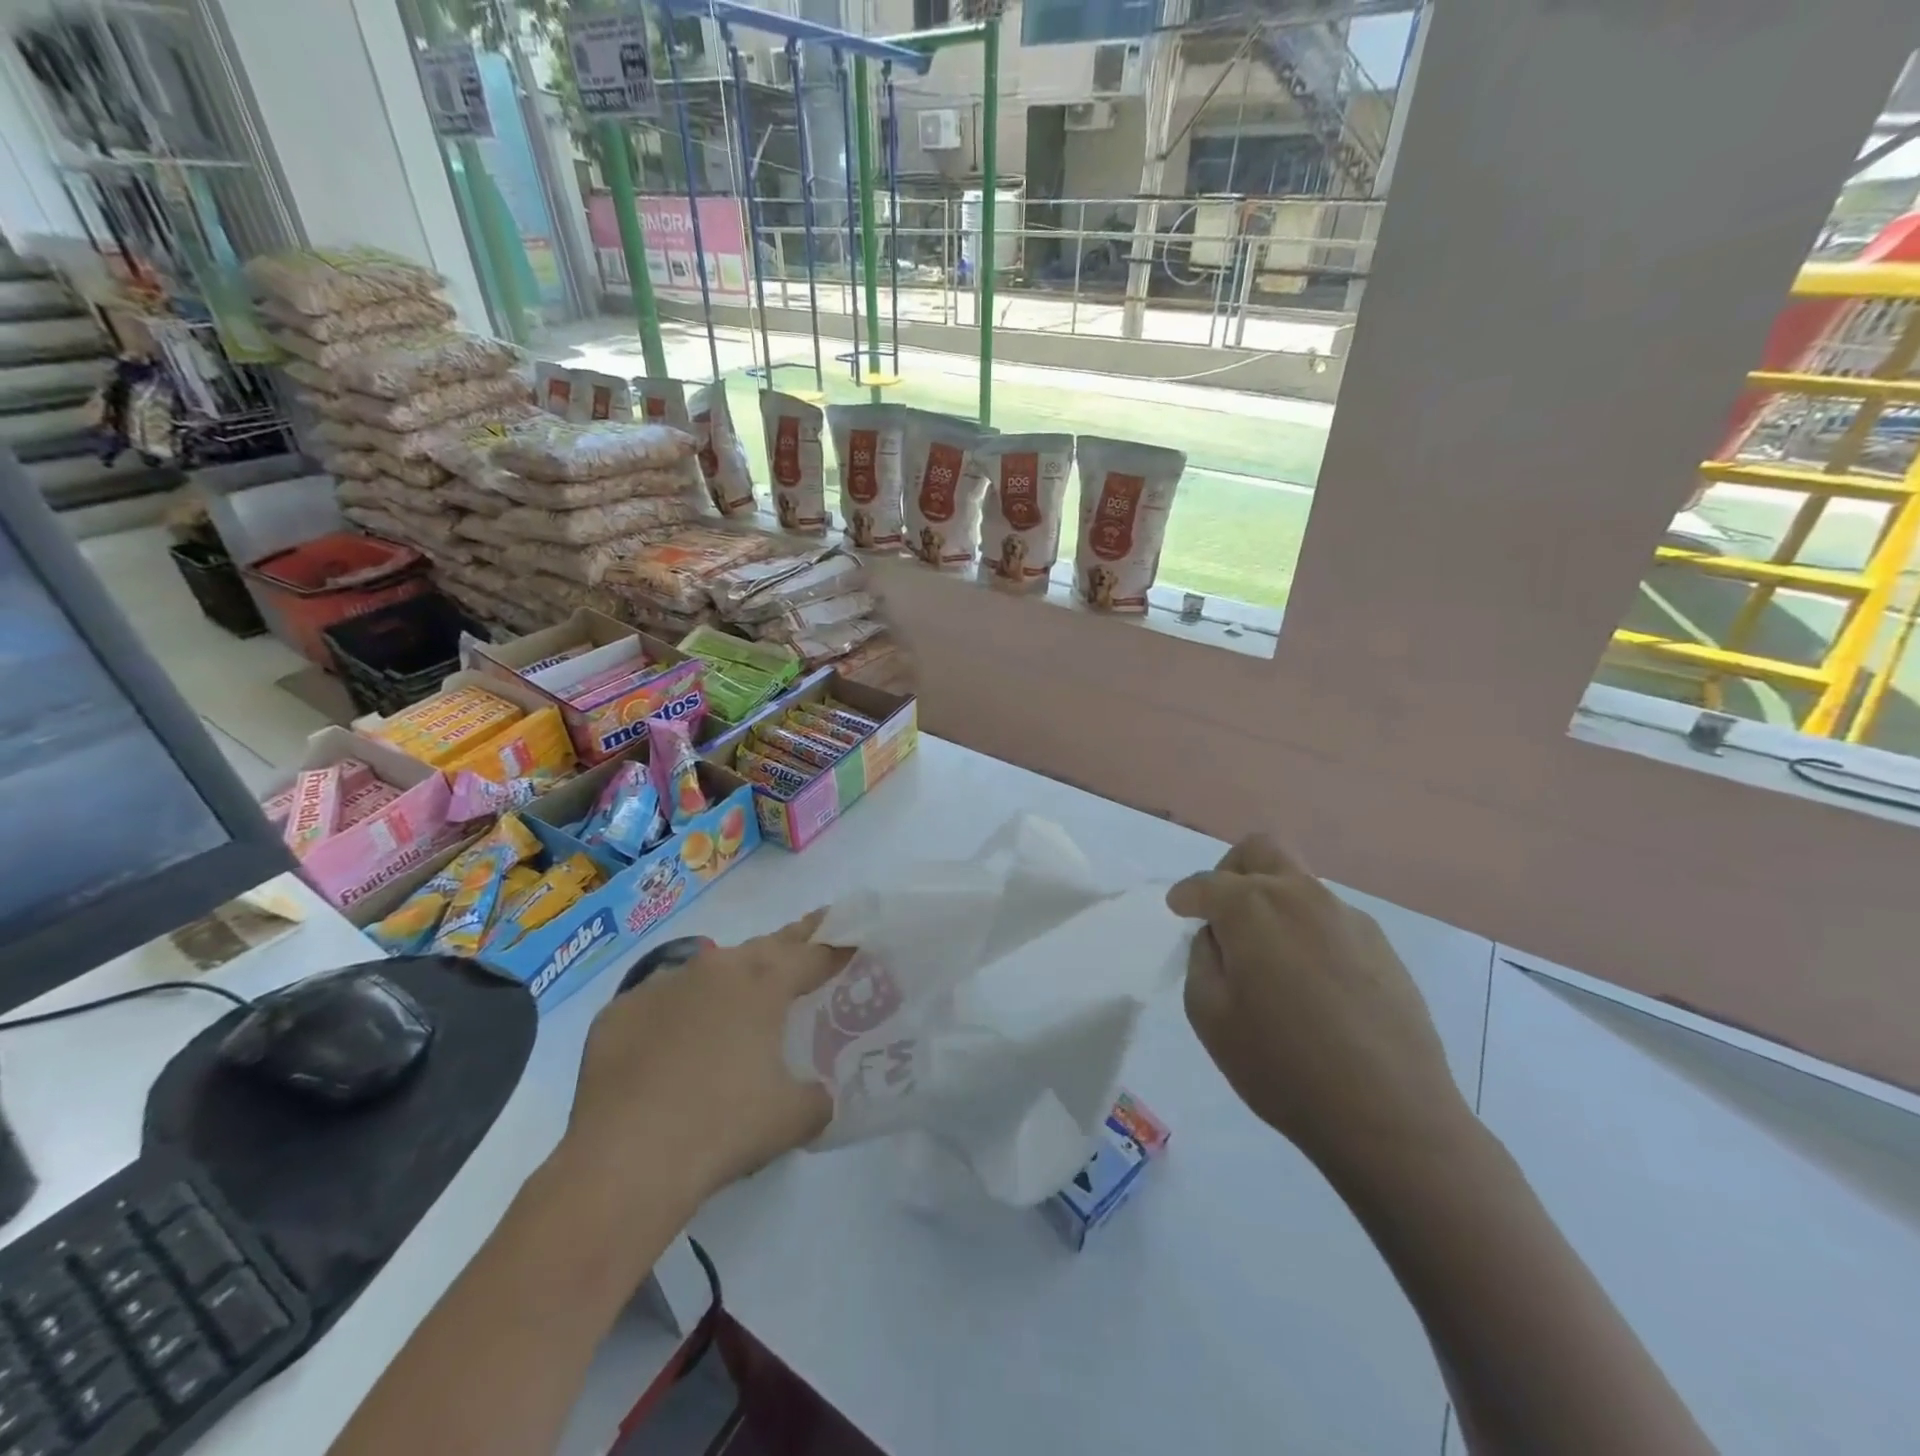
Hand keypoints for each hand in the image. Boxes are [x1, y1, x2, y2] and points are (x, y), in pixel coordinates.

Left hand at [563, 912, 849, 1208]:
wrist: (623, 1161)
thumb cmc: (722, 1128)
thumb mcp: (792, 1117)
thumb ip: (817, 1097)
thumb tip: (817, 1094)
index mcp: (763, 983)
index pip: (813, 954)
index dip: (838, 948)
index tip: (854, 941)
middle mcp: (714, 969)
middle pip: (765, 945)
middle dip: (793, 942)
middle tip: (812, 935)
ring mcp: (661, 985)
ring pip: (709, 971)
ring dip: (732, 981)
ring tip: (742, 1002)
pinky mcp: (619, 1013)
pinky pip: (661, 1004)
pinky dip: (678, 1015)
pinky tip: (675, 1046)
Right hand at [1166, 836, 1470, 1173]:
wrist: (1391, 1116)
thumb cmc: (1282, 1067)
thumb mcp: (1210, 1016)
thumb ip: (1202, 959)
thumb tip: (1218, 936)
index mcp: (1253, 907)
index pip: (1207, 883)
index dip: (1186, 895)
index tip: (1178, 910)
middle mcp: (1301, 896)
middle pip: (1260, 850)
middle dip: (1231, 871)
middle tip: (1222, 912)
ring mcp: (1347, 918)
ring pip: (1299, 883)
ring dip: (1273, 903)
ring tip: (1269, 960)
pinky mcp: (1381, 946)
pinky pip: (1329, 919)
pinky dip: (1307, 932)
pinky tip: (1311, 984)